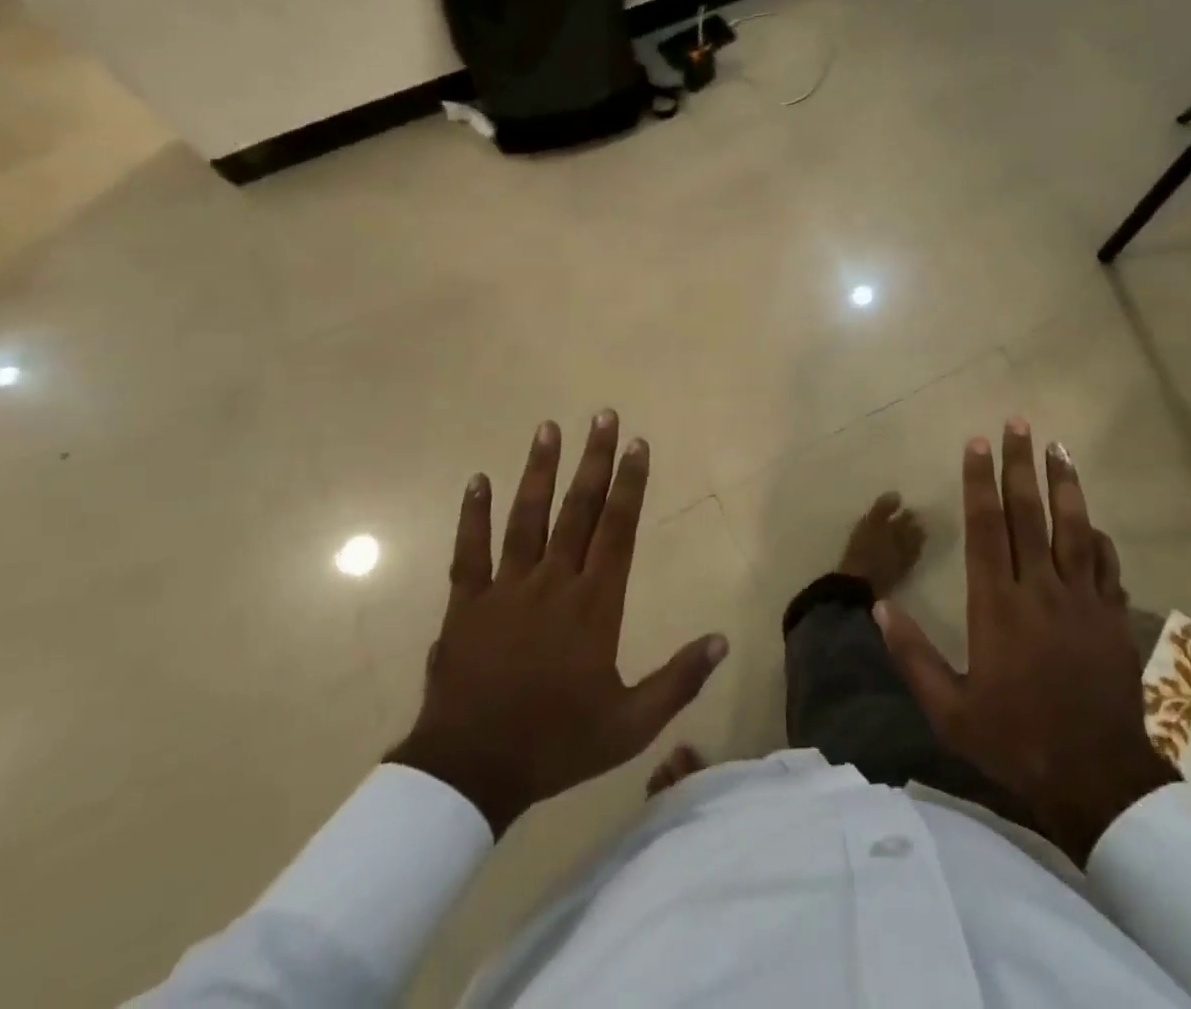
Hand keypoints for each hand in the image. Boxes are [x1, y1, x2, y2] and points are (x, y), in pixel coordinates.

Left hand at [386, 413, 728, 834]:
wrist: (470, 773)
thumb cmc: (556, 744)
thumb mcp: (630, 725)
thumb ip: (678, 681)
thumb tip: (723, 640)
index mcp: (594, 605)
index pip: (618, 529)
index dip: (630, 484)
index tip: (637, 444)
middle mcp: (554, 583)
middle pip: (577, 510)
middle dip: (594, 460)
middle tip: (602, 415)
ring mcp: (507, 589)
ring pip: (527, 518)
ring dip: (540, 471)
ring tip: (548, 428)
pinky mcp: (467, 604)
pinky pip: (470, 552)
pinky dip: (473, 515)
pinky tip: (478, 480)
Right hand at [874, 421, 1178, 864]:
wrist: (1097, 780)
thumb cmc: (1015, 739)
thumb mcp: (950, 709)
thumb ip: (913, 655)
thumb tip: (879, 608)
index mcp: (997, 605)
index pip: (986, 527)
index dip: (980, 481)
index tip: (977, 443)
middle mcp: (1040, 589)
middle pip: (1029, 513)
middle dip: (1020, 464)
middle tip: (1018, 423)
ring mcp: (1082, 600)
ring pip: (1073, 528)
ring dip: (1065, 484)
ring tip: (1058, 446)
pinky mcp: (1112, 617)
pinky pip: (1107, 565)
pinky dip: (1098, 537)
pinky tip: (1092, 519)